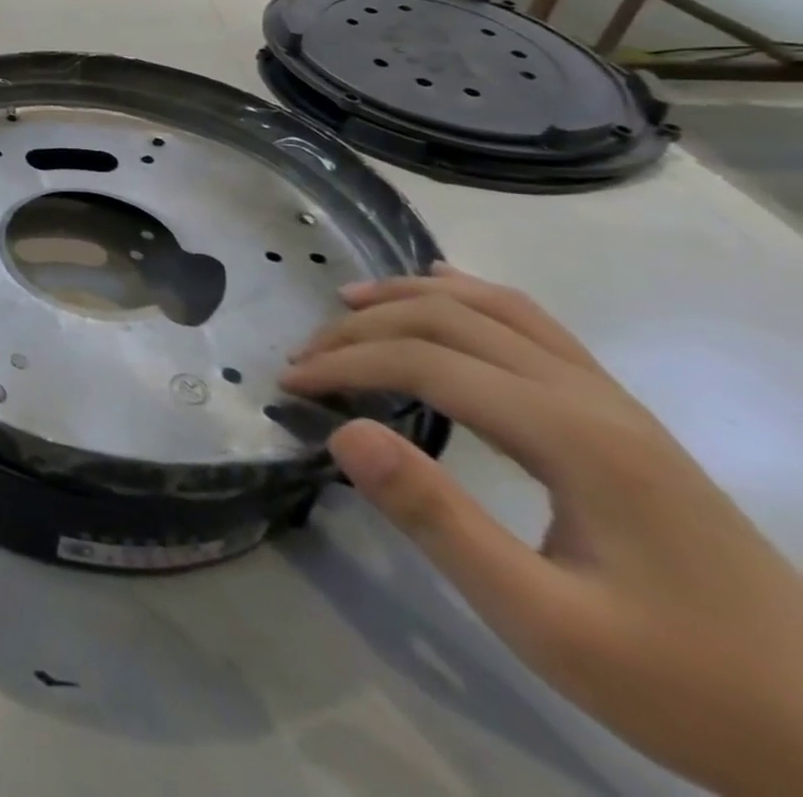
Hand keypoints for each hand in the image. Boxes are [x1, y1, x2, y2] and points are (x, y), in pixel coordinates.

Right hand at [280, 265, 802, 795]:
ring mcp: (613, 401)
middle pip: (452, 319)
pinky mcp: (621, 417)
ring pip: (495, 307)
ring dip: (411, 296)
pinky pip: (533, 324)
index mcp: (572, 436)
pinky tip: (444, 290)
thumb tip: (343, 432)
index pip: (427, 362)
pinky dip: (472, 296)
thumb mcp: (544, 622)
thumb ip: (438, 520)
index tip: (289, 385)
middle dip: (364, 327)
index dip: (346, 362)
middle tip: (305, 357)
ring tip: (349, 303)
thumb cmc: (682, 682)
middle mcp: (590, 396)